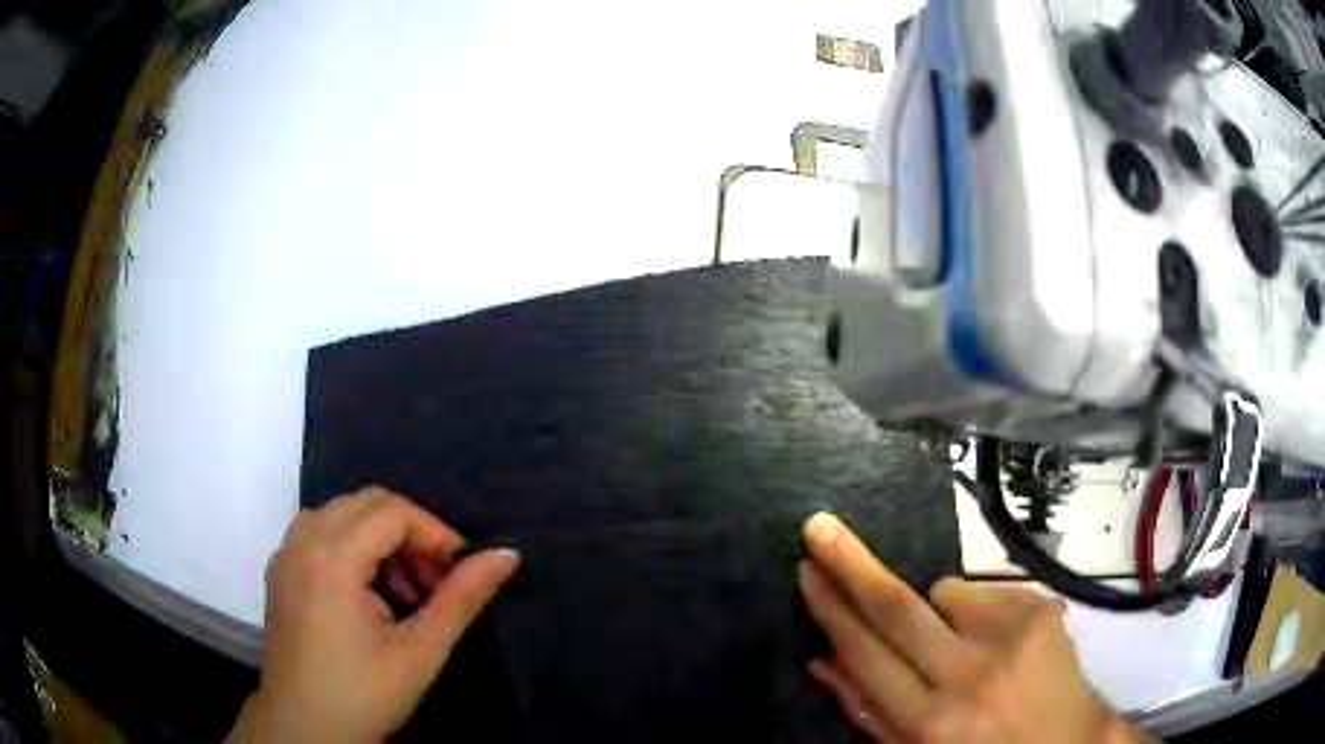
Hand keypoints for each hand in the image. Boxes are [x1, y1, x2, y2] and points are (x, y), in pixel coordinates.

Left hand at [230, 487, 519, 743]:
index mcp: (332, 557)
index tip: (459, 574)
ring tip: (403, 592)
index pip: (393, 511)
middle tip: (434, 583)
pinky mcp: (280, 573)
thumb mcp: (420, 652)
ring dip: (380, 540)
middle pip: (366, 503)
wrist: (304, 729)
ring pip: (340, 515)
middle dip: (409, 534)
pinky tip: (367, 596)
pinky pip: (318, 534)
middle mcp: (302, 541)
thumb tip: (507, 555)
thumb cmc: (363, 695)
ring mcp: (285, 555)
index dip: (435, 534)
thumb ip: (462, 599)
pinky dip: (351, 548)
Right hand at [799, 513, 1148, 743]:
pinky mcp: (1041, 609)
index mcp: (929, 723)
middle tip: (820, 528)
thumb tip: (822, 661)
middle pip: (898, 607)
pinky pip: (985, 592)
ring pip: (943, 591)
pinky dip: (977, 611)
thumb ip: (869, 710)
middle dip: (852, 565)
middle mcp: (968, 674)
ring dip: (936, 612)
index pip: (867, 655)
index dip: (832, 611)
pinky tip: (1000, 644)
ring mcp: (1012, 635)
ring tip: (963, 647)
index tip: (806, 571)